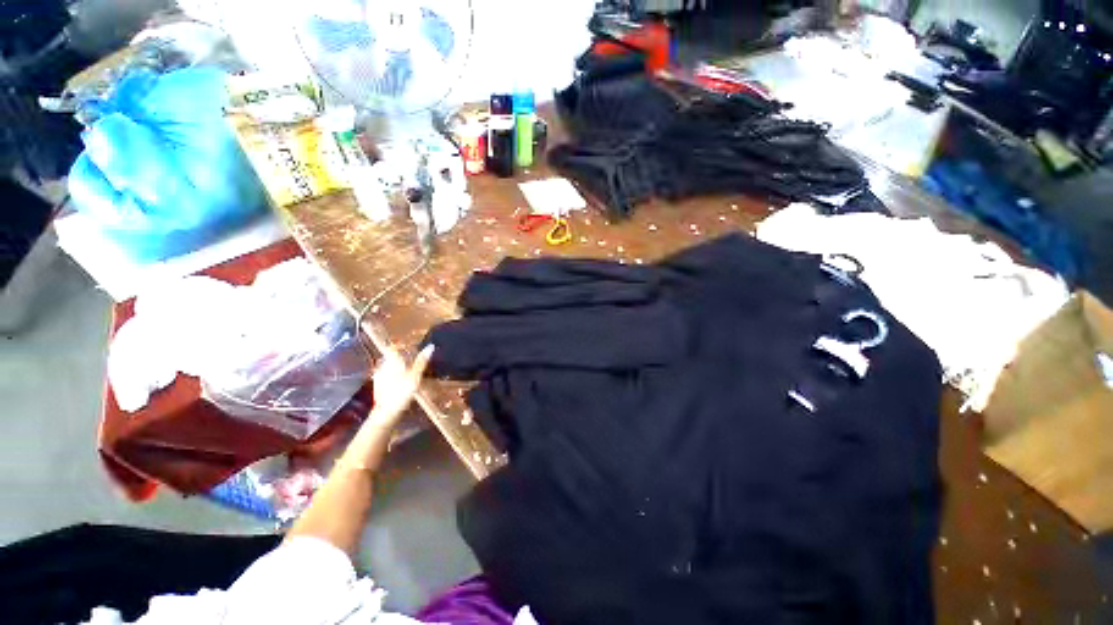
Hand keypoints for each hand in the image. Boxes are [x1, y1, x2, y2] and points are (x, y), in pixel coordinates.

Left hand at [367, 344, 434, 428]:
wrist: (386, 412)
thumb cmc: (401, 392)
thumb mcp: (415, 376)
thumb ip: (422, 361)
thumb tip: (430, 346)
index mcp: (392, 361)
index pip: (394, 348)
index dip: (402, 346)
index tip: (411, 348)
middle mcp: (382, 366)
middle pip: (391, 357)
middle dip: (401, 357)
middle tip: (413, 360)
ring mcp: (378, 376)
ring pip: (388, 366)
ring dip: (397, 367)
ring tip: (408, 371)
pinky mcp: (377, 385)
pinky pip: (386, 375)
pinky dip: (393, 376)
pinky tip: (400, 382)